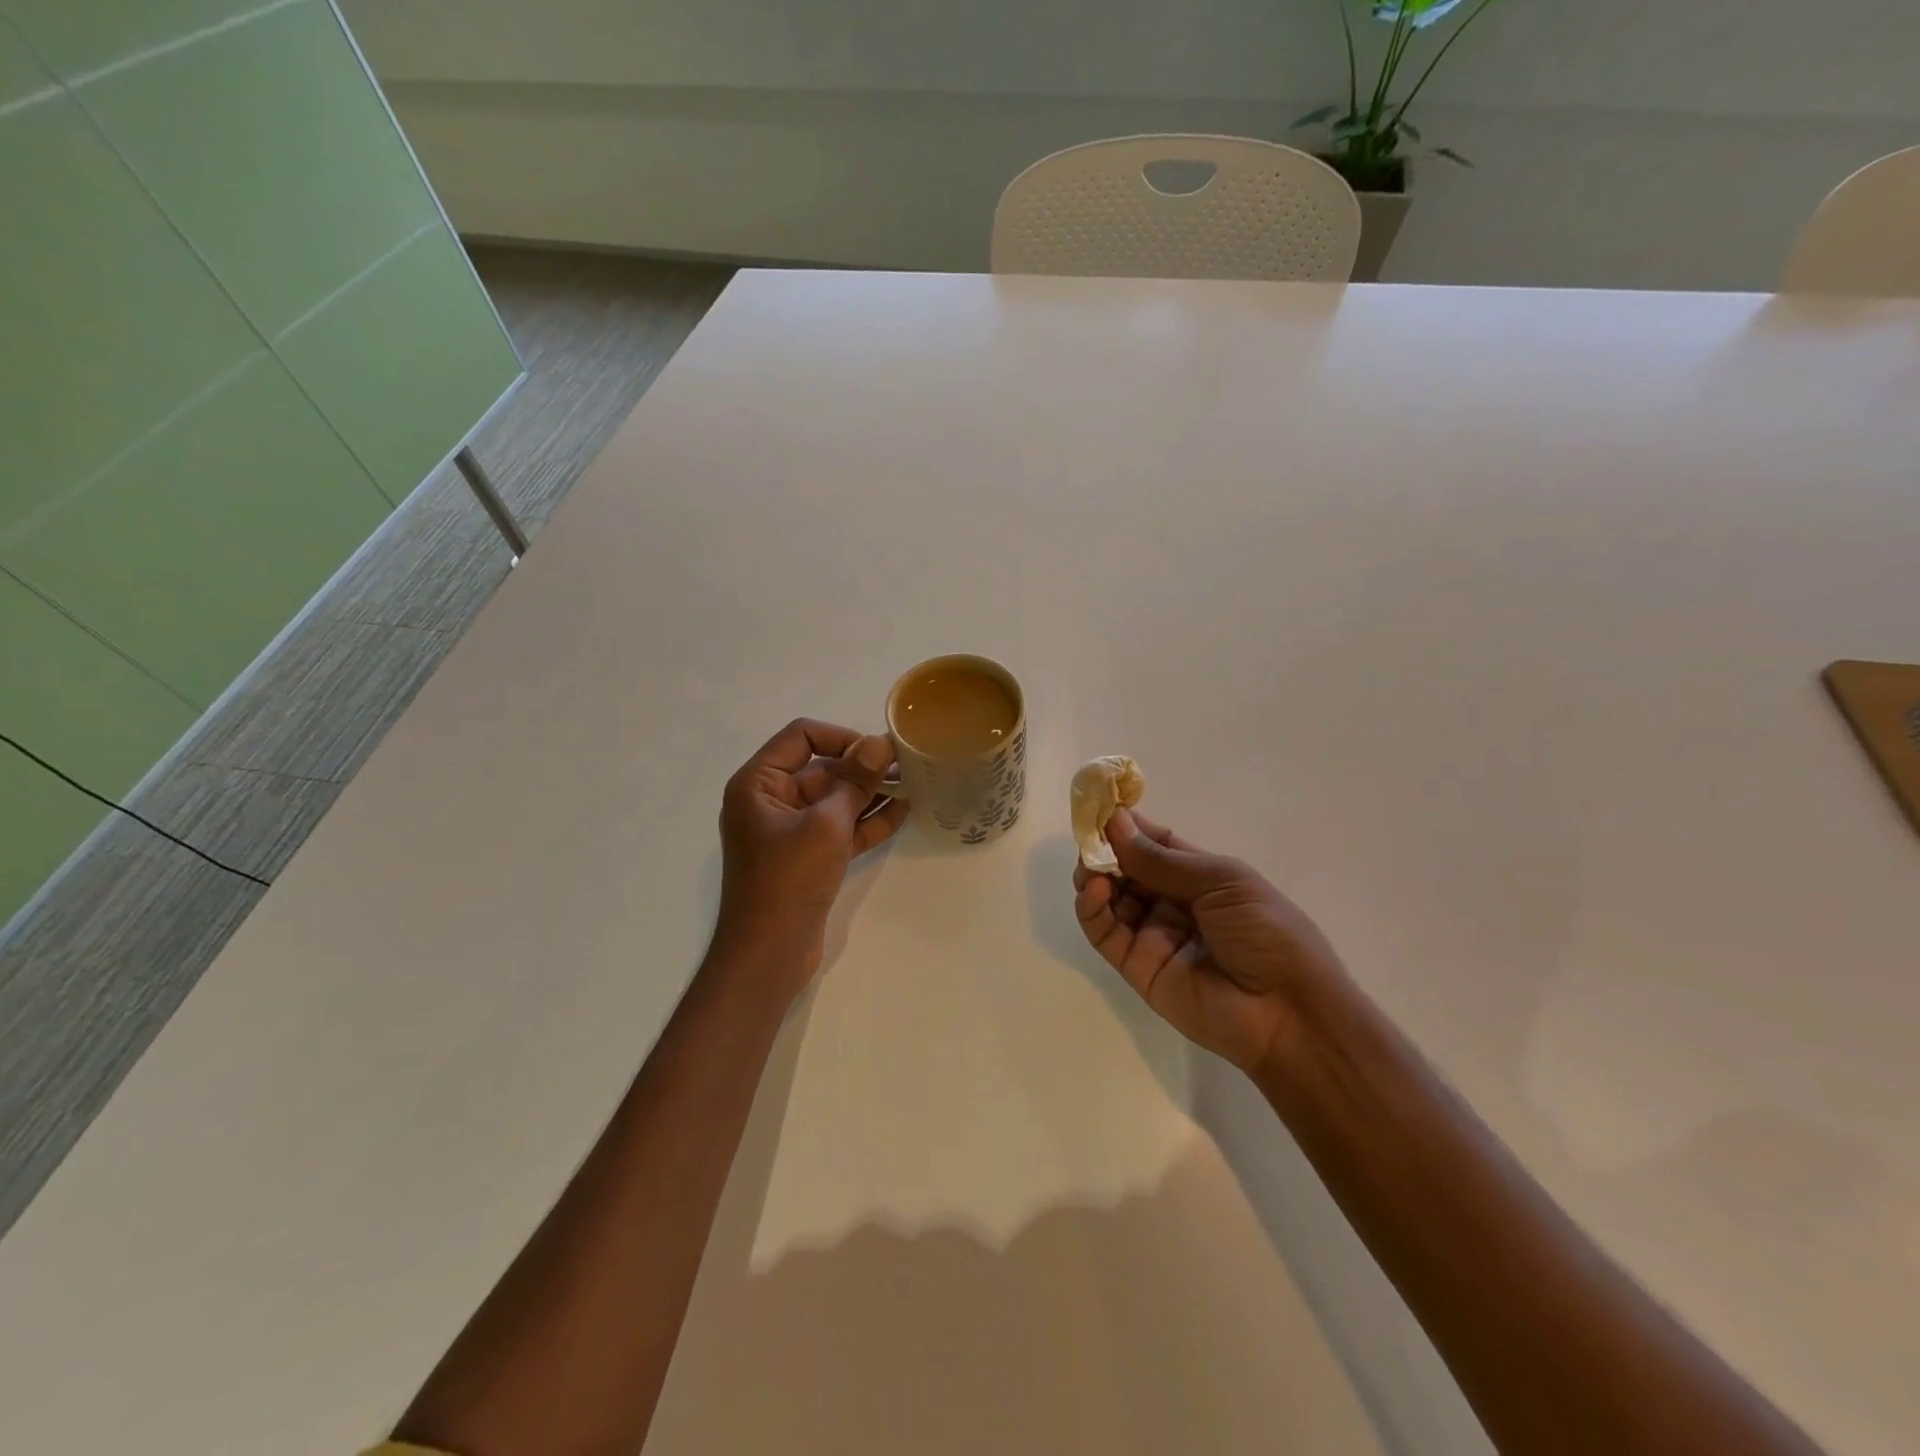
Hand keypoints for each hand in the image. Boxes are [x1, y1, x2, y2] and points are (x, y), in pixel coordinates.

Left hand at [713, 718, 908, 1001]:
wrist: (768, 955)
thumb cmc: (788, 879)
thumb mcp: (826, 824)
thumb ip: (855, 782)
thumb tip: (879, 743)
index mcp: (758, 784)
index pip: (801, 737)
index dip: (841, 737)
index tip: (878, 750)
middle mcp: (770, 801)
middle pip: (821, 768)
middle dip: (863, 767)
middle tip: (907, 765)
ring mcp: (790, 832)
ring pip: (835, 800)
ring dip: (870, 793)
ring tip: (914, 784)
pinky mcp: (808, 858)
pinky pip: (840, 828)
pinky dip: (867, 821)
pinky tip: (903, 812)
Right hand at [1072, 808, 1349, 1075]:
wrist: (1288, 1012)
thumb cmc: (1266, 931)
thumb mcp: (1220, 881)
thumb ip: (1160, 858)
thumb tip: (1114, 822)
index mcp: (1201, 876)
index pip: (1155, 844)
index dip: (1128, 826)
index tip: (1099, 805)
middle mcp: (1173, 902)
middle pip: (1128, 869)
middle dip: (1106, 850)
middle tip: (1087, 837)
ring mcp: (1153, 935)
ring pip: (1111, 899)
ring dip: (1095, 876)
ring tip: (1089, 865)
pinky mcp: (1136, 967)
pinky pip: (1105, 933)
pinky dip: (1093, 908)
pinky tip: (1096, 890)